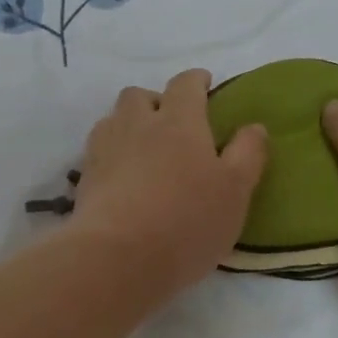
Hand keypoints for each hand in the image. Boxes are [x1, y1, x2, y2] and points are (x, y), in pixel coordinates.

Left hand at [68, 69, 268, 297]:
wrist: (117, 257)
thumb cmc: (187, 221)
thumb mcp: (235, 191)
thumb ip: (247, 154)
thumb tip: (253, 126)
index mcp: (179, 121)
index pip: (185, 84)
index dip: (196, 81)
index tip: (205, 85)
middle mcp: (137, 124)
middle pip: (140, 95)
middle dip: (156, 100)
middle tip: (172, 124)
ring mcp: (105, 148)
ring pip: (114, 118)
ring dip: (130, 124)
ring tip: (145, 149)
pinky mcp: (84, 176)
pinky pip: (98, 149)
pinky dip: (112, 152)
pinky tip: (122, 175)